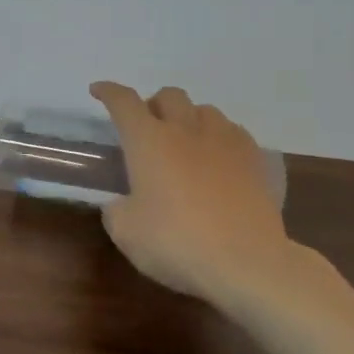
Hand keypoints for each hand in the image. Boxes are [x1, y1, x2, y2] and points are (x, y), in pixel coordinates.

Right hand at [91, 82, 339, 313]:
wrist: (247, 262)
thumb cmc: (177, 243)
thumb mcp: (126, 233)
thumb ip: (117, 209)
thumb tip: (123, 203)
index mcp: (148, 140)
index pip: (123, 102)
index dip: (108, 92)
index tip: (98, 91)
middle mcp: (185, 129)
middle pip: (169, 95)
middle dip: (153, 105)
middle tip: (147, 129)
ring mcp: (224, 141)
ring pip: (204, 110)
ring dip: (188, 118)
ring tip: (185, 143)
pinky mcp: (254, 159)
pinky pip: (232, 131)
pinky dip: (218, 137)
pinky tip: (217, 159)